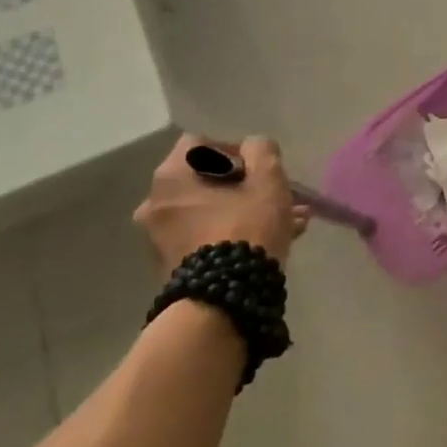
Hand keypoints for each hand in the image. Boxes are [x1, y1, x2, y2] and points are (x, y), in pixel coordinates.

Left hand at [134, 135, 307, 277]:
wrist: (223, 302)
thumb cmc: (245, 228)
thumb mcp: (267, 180)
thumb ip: (262, 151)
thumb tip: (253, 146)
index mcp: (171, 177)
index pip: (200, 144)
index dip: (234, 149)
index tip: (259, 168)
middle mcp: (156, 204)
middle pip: (207, 181)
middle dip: (246, 186)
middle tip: (278, 197)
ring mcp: (160, 238)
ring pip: (212, 211)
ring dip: (247, 211)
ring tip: (290, 222)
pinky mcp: (173, 266)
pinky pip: (208, 237)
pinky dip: (235, 234)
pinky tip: (274, 242)